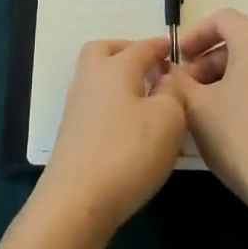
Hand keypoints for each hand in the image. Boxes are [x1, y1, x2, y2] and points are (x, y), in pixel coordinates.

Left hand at [36, 38, 188, 236]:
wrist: (76, 201)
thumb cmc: (127, 152)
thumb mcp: (168, 119)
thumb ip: (173, 92)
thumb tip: (167, 79)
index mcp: (116, 67)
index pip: (142, 47)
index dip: (161, 47)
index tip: (175, 49)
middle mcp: (91, 78)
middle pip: (105, 51)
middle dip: (128, 53)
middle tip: (152, 69)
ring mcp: (77, 106)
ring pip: (97, 77)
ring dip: (119, 80)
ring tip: (145, 99)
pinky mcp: (72, 133)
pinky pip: (95, 103)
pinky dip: (112, 103)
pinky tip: (129, 126)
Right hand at [160, 8, 247, 213]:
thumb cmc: (239, 137)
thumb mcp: (196, 107)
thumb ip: (177, 82)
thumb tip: (170, 73)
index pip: (222, 19)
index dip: (195, 35)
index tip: (178, 59)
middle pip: (240, 42)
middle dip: (209, 62)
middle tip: (187, 88)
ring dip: (228, 77)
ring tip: (205, 107)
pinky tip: (232, 120)